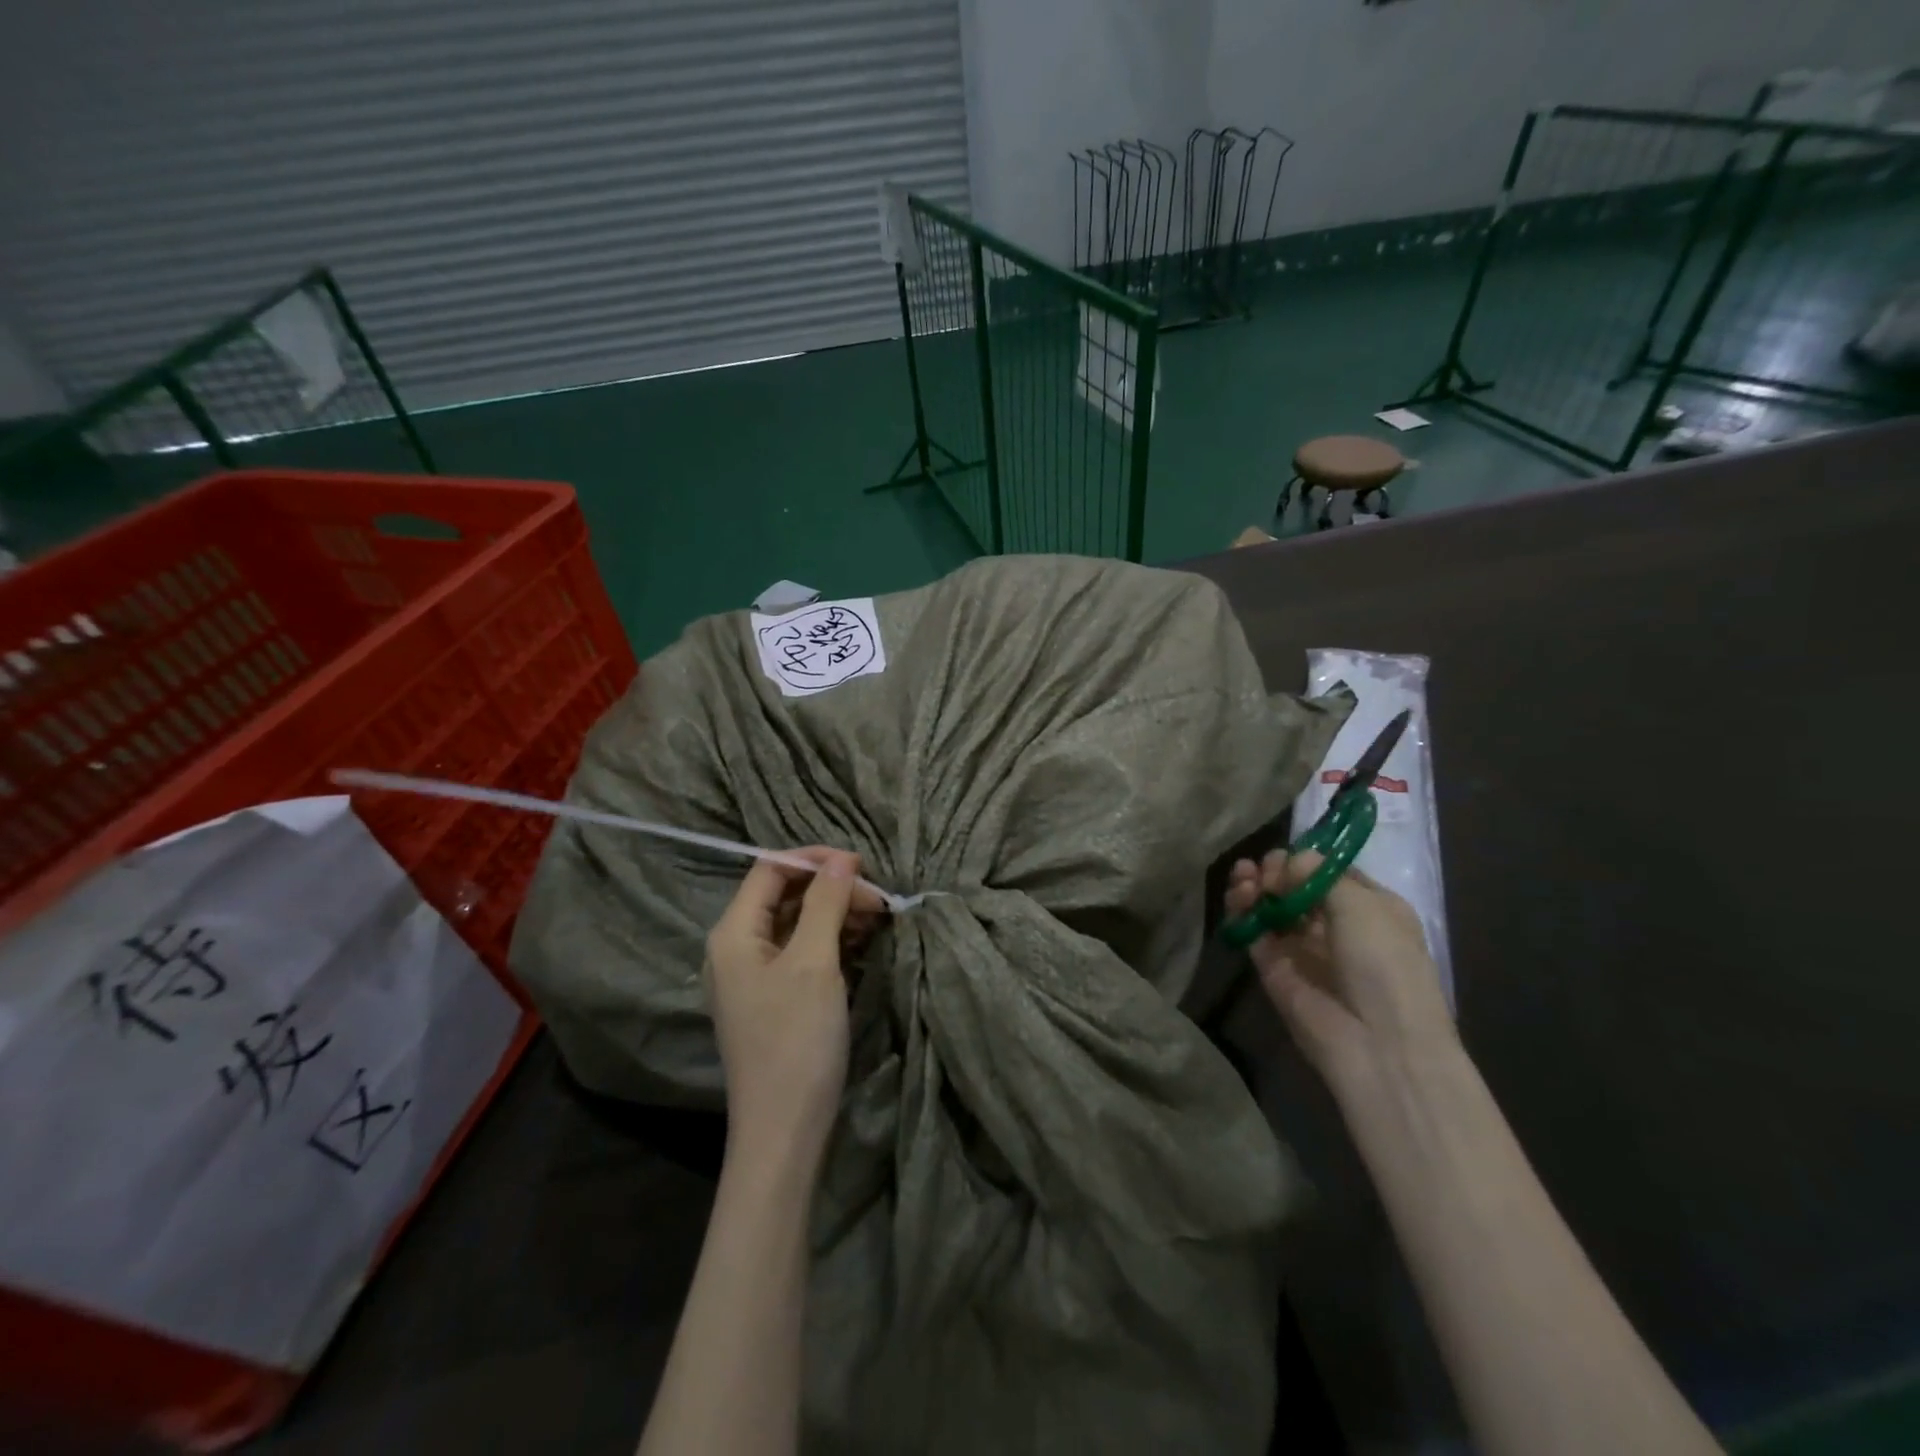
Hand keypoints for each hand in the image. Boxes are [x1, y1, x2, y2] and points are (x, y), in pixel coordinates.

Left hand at [705, 849, 881, 1168]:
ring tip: (878, 919)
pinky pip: (804, 951)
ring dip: (837, 913)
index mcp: (734, 932)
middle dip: (832, 888)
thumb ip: (826, 903)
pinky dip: (833, 940)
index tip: (861, 865)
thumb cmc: (795, 1039)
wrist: (784, 1129)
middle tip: (879, 900)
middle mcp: (738, 947)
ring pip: (799, 923)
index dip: (814, 859)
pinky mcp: (776, 996)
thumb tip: (842, 859)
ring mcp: (756, 974)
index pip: (770, 868)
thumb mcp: (814, 963)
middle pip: (786, 894)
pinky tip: (864, 943)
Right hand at [1225, 849, 1454, 1088]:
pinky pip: (1253, 932)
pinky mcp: (1273, 968)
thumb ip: (1318, 875)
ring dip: (1254, 886)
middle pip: (1294, 887)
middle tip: (1264, 871)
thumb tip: (1286, 861)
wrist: (1378, 1043)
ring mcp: (1302, 948)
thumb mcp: (1363, 906)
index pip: (1329, 873)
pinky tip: (1238, 897)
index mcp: (1370, 909)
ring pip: (1270, 907)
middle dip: (1275, 871)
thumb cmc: (1385, 964)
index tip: (1288, 856)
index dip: (1306, 860)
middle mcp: (1335, 926)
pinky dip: (1242, 911)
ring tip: (1244, 878)